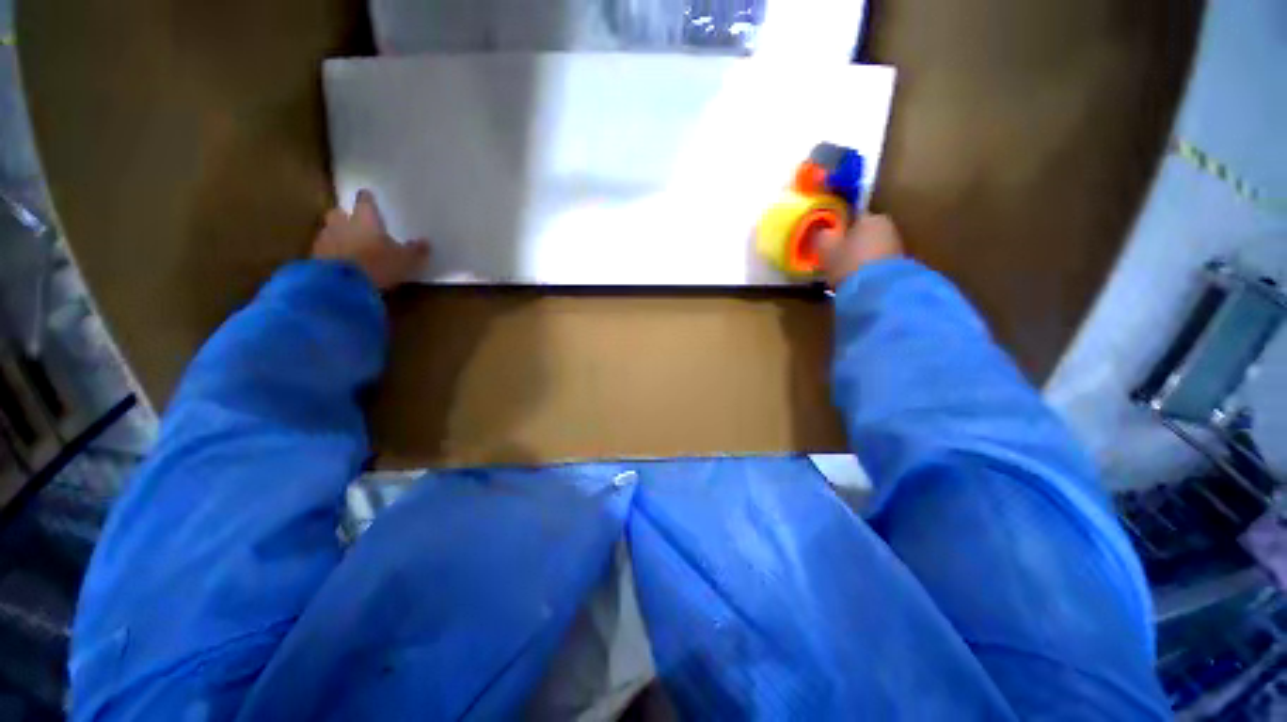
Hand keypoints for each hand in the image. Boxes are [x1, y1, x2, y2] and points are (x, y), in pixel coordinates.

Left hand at [311, 189, 430, 290]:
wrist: (341, 285)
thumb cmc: (378, 264)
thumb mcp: (406, 260)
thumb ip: (415, 251)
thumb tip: (425, 242)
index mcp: (365, 219)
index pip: (365, 202)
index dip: (367, 199)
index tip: (368, 196)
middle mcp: (342, 224)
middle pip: (339, 213)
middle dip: (345, 216)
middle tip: (353, 222)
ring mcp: (325, 240)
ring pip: (329, 231)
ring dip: (337, 236)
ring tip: (347, 247)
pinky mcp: (314, 259)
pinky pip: (324, 251)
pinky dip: (331, 255)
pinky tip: (340, 264)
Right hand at [817, 213, 904, 288]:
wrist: (878, 290)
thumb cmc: (848, 263)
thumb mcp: (826, 250)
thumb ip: (822, 237)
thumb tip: (822, 231)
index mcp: (870, 217)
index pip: (852, 216)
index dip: (840, 228)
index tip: (830, 241)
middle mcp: (887, 226)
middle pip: (864, 233)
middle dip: (852, 243)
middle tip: (836, 257)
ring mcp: (896, 246)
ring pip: (872, 247)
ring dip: (861, 256)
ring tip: (846, 271)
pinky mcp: (900, 265)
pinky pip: (878, 262)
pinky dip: (869, 268)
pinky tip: (858, 279)